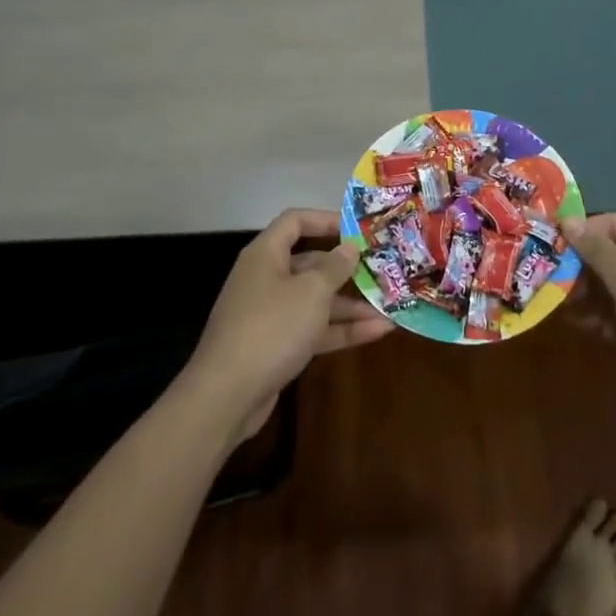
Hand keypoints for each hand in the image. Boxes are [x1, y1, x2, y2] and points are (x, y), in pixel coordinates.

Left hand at [181, 208, 392, 442]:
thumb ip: (335, 267)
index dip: (326, 219)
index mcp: (266, 254)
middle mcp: (266, 278)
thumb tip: (349, 247)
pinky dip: (341, 329)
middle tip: (381, 269)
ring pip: (315, 300)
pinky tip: (377, 332)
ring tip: (389, 306)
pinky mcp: (276, 346)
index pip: (295, 221)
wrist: (226, 395)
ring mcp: (270, 314)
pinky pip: (313, 328)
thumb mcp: (311, 292)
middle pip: (310, 263)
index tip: (358, 229)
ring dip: (351, 304)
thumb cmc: (271, 327)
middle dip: (346, 269)